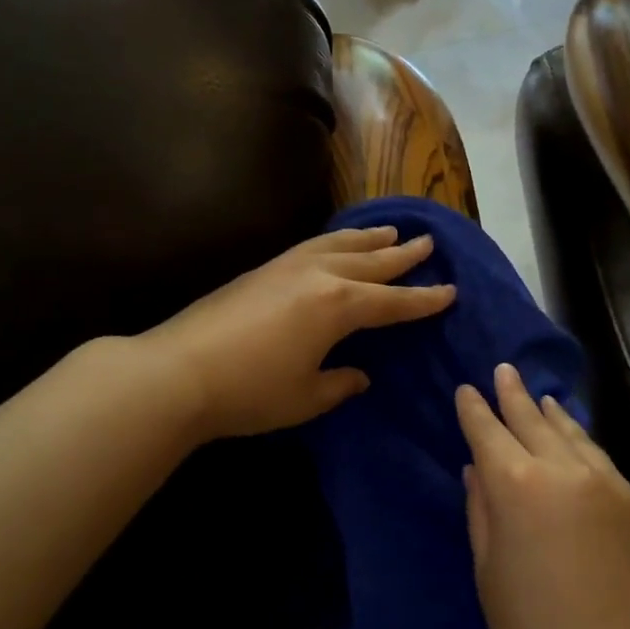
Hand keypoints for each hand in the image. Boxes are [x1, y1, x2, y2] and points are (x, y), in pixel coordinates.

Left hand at [140, 225, 454, 442]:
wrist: (178, 370)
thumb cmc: (250, 391)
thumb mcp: (306, 397)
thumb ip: (339, 383)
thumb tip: (358, 374)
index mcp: (340, 306)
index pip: (393, 301)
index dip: (424, 299)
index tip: (451, 290)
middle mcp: (321, 276)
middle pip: (372, 261)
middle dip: (403, 255)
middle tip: (428, 242)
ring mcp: (289, 267)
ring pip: (341, 245)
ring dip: (369, 239)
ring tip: (390, 231)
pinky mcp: (264, 268)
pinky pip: (314, 245)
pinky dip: (336, 240)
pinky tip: (336, 243)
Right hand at [457, 364, 629, 628]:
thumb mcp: (488, 569)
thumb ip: (481, 508)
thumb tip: (477, 468)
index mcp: (516, 485)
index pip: (488, 432)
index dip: (475, 409)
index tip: (466, 389)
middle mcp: (563, 469)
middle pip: (532, 420)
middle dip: (513, 394)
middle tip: (503, 370)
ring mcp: (606, 482)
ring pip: (572, 433)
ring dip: (551, 413)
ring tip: (540, 396)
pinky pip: (601, 460)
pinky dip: (582, 442)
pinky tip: (574, 438)